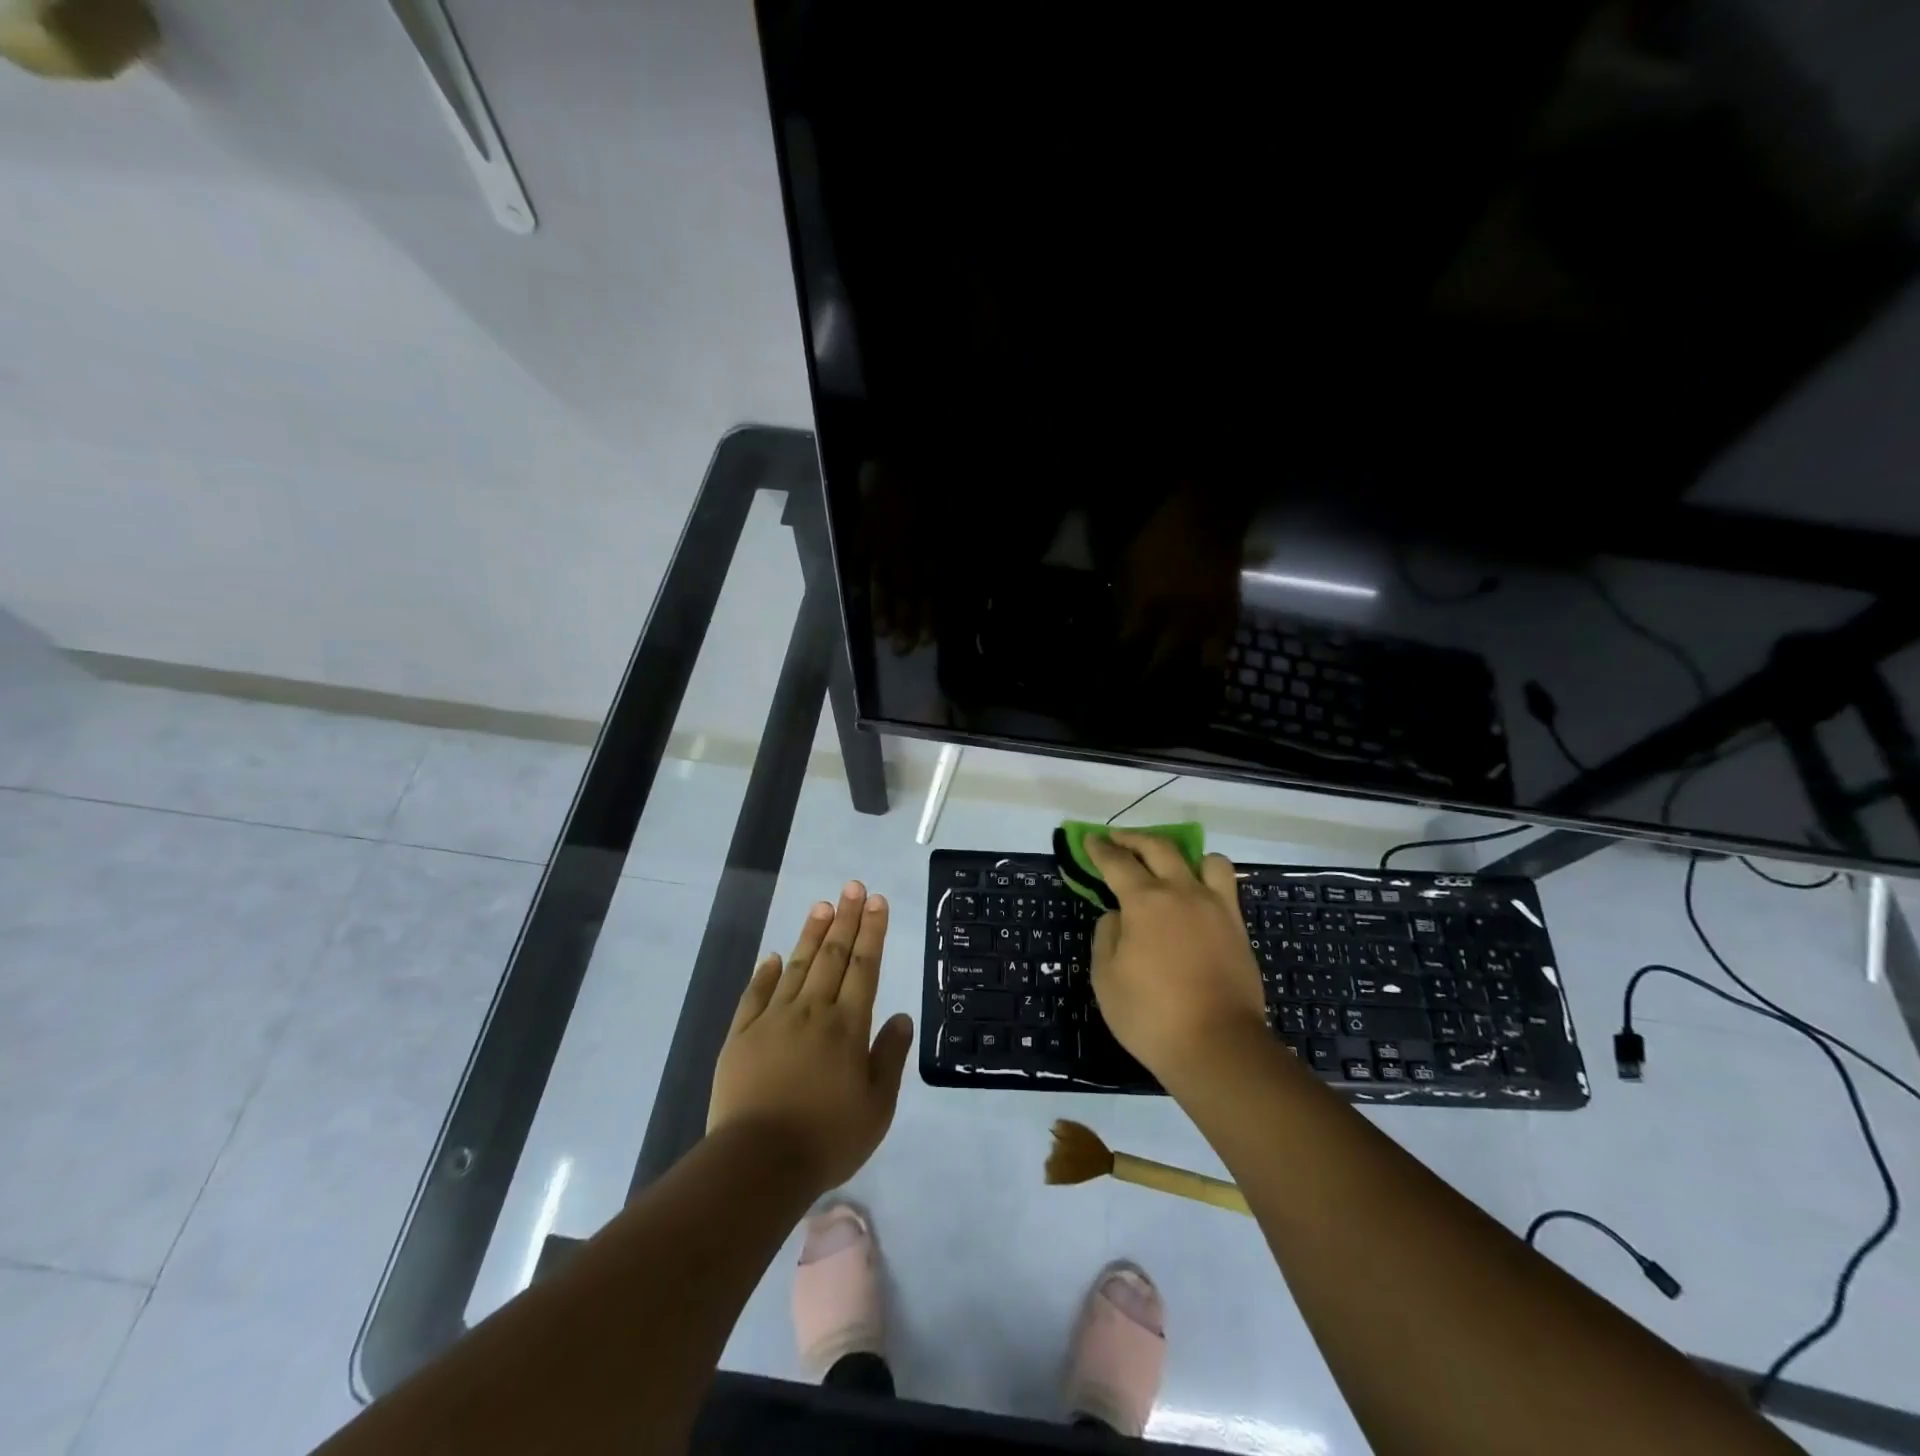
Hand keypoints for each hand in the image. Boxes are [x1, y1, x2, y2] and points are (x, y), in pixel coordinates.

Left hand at [708, 882, 913, 1192]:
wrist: (757, 1164)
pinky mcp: (741, 1036)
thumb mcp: (877, 1107)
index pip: (864, 966)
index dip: (872, 931)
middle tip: (853, 887)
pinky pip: (755, 995)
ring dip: (812, 934)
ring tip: (822, 906)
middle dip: (846, 918)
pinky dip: (766, 973)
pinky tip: (773, 956)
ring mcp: (773, 1020)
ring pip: (796, 966)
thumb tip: (903, 1016)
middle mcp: (812, 1011)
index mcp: (847, 1026)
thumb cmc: (827, 1138)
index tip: (876, 901)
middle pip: (832, 956)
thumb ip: (890, 1057)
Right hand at [1085, 830, 1266, 1082]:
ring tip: (1170, 866)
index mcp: (1145, 901)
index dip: (1100, 849)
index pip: (1117, 862)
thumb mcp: (1106, 978)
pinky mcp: (1238, 927)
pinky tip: (1196, 895)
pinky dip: (1208, 878)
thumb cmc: (1150, 1015)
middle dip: (1133, 839)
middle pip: (1158, 848)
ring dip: (1182, 854)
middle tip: (1117, 840)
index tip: (1090, 839)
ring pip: (1205, 859)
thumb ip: (1107, 936)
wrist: (1218, 1046)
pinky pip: (1225, 885)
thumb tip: (1118, 916)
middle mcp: (1182, 892)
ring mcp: (1215, 907)